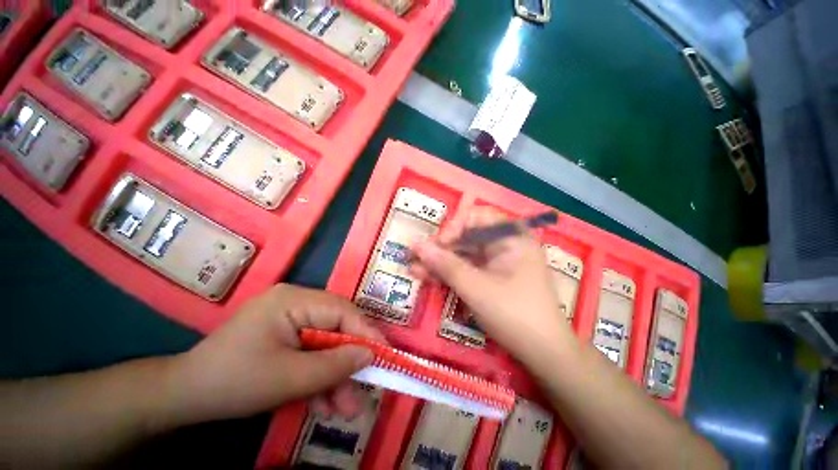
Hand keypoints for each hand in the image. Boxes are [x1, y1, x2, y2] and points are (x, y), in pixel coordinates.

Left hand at [167, 284, 383, 424]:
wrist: (184, 398)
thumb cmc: (234, 382)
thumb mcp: (289, 379)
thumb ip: (334, 366)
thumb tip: (371, 355)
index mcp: (294, 300)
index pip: (342, 311)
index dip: (365, 332)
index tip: (385, 355)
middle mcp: (296, 303)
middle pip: (336, 328)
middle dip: (348, 362)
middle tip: (363, 391)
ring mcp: (290, 319)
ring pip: (325, 344)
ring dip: (334, 377)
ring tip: (344, 410)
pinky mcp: (285, 336)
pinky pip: (310, 352)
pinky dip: (318, 378)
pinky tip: (323, 403)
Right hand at [411, 207, 573, 363]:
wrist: (544, 355)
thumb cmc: (514, 314)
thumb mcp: (476, 288)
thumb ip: (446, 265)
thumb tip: (417, 245)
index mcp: (510, 237)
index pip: (476, 217)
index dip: (454, 227)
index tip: (439, 245)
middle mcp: (504, 245)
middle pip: (466, 237)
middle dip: (440, 248)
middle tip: (416, 257)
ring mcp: (497, 263)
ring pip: (463, 255)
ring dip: (440, 262)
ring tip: (414, 269)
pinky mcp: (490, 279)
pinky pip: (467, 270)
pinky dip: (449, 274)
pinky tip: (427, 278)